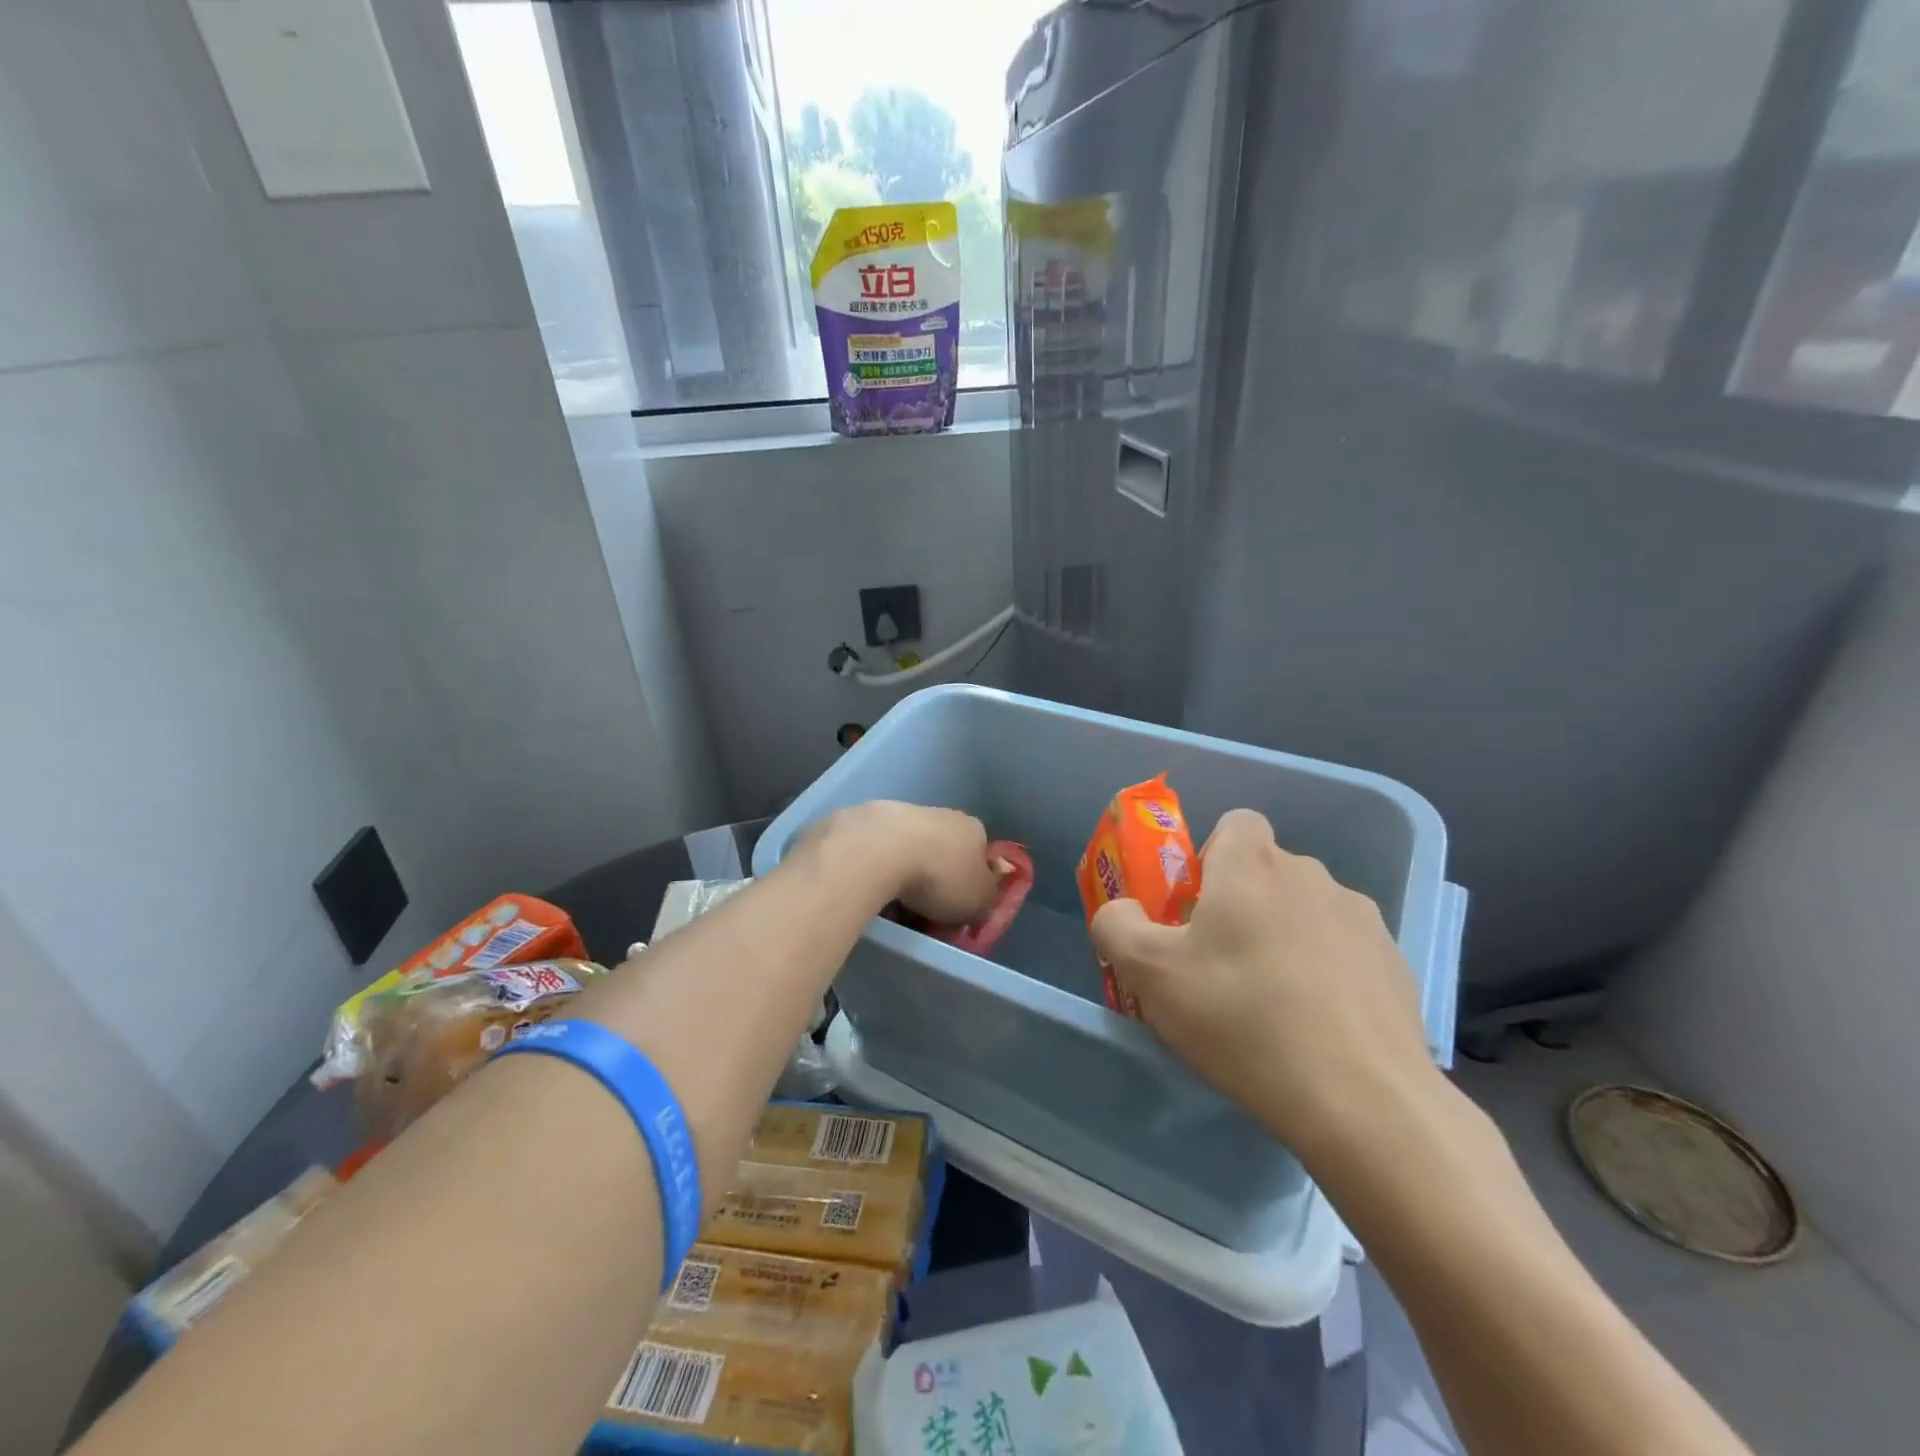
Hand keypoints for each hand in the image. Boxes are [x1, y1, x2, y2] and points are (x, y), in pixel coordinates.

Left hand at [820, 801, 1000, 925]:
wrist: (879, 850)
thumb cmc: (940, 876)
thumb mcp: (978, 900)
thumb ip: (986, 899)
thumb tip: (983, 896)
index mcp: (973, 829)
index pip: (980, 855)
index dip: (971, 883)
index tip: (959, 908)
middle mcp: (941, 814)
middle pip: (943, 851)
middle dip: (935, 879)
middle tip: (925, 911)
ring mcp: (901, 814)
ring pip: (908, 851)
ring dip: (904, 874)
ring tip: (893, 907)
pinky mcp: (867, 821)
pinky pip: (879, 853)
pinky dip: (877, 871)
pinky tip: (870, 892)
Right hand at [1090, 808, 1437, 1158]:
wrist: (1360, 1098)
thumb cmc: (1240, 1017)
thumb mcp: (1150, 973)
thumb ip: (1117, 926)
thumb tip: (1121, 910)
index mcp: (1252, 866)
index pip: (1236, 823)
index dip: (1212, 855)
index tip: (1198, 906)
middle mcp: (1311, 876)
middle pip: (1268, 871)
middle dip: (1243, 902)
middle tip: (1221, 962)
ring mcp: (1361, 920)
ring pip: (1308, 911)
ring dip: (1287, 936)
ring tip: (1273, 1003)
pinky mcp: (1395, 965)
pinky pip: (1346, 951)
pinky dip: (1328, 973)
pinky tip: (1317, 1026)